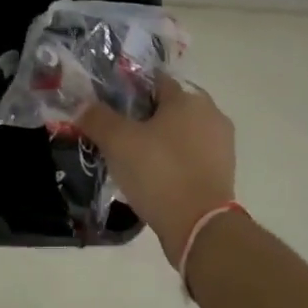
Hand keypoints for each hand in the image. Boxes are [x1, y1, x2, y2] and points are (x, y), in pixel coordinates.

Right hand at [78, 76, 236, 265]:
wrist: (200, 226)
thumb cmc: (159, 172)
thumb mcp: (118, 142)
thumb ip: (97, 118)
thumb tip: (83, 106)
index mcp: (188, 98)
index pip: (154, 81)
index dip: (130, 91)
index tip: (110, 108)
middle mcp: (211, 114)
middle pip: (170, 107)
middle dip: (146, 118)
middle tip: (120, 137)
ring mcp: (221, 144)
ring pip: (182, 133)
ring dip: (161, 141)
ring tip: (135, 161)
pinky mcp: (224, 172)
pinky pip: (192, 156)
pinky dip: (175, 161)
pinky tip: (156, 178)